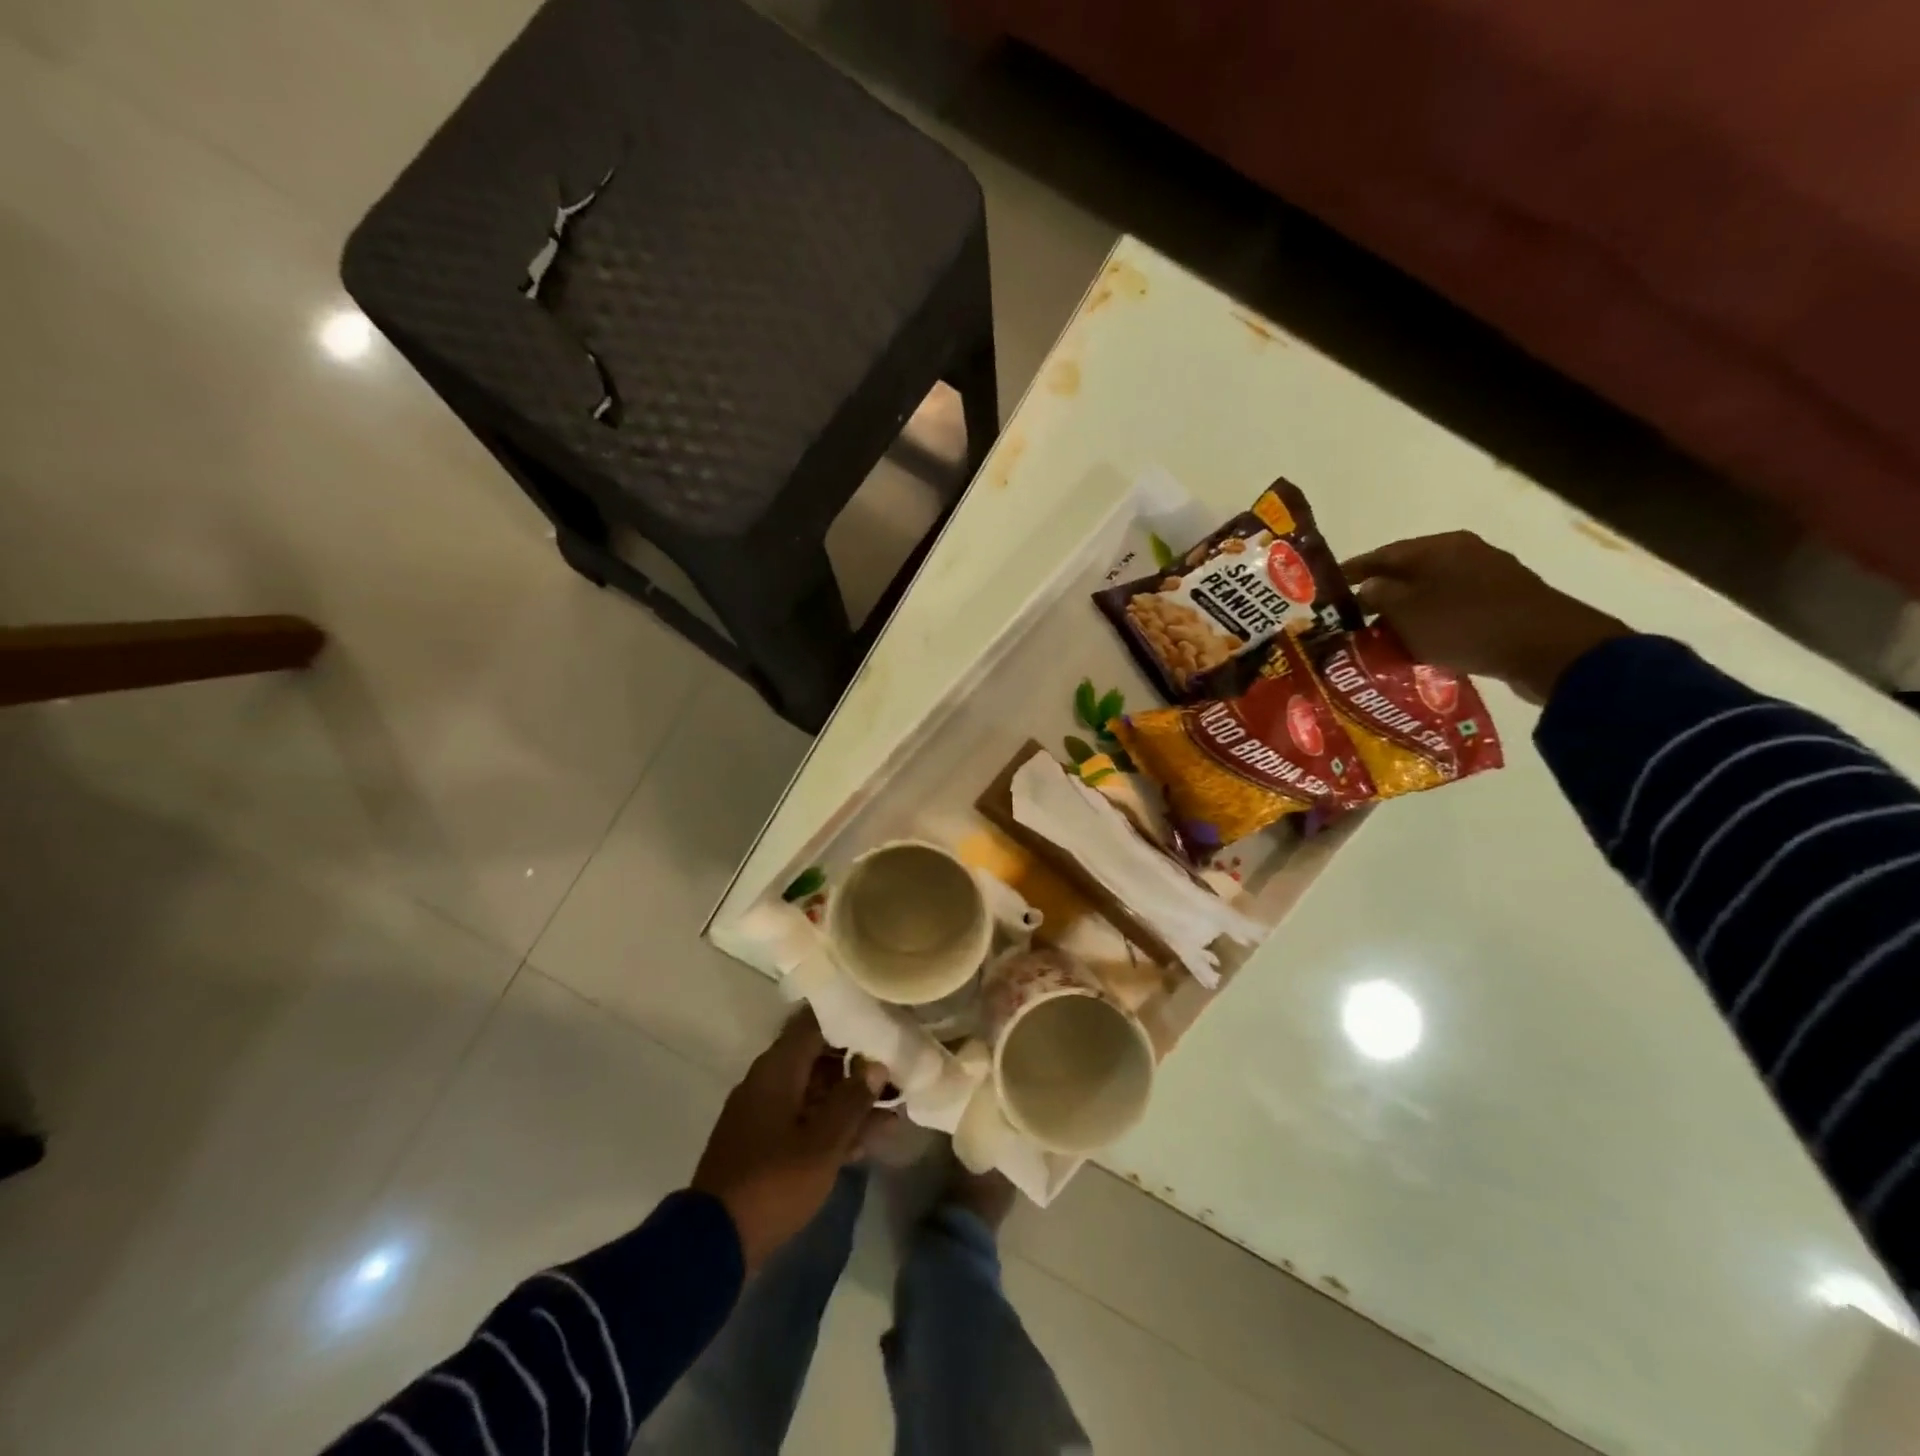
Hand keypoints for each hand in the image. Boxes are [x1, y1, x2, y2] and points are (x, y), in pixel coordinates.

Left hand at [691, 1011, 881, 1272]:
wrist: (714, 1244)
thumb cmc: (773, 1182)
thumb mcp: (823, 1144)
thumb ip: (852, 1100)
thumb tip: (876, 1065)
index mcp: (777, 1069)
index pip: (815, 1024)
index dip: (848, 1019)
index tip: (881, 1021)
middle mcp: (768, 1081)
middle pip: (819, 1059)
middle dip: (858, 1065)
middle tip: (897, 1070)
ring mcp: (764, 1113)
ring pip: (816, 1093)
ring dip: (851, 1101)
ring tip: (894, 1109)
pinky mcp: (764, 1144)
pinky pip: (805, 1121)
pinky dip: (833, 1126)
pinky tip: (868, 1140)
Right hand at [1341, 531, 1629, 704]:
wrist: (1548, 648)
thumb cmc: (1464, 623)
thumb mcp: (1405, 611)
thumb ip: (1378, 596)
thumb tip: (1368, 587)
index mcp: (1437, 547)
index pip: (1381, 555)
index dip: (1352, 572)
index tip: (1328, 590)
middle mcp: (1464, 553)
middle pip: (1409, 573)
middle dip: (1380, 595)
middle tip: (1353, 620)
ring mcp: (1489, 577)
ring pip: (1432, 593)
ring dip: (1407, 613)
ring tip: (1384, 637)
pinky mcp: (1505, 604)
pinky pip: (1455, 610)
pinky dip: (1433, 624)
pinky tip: (1422, 645)